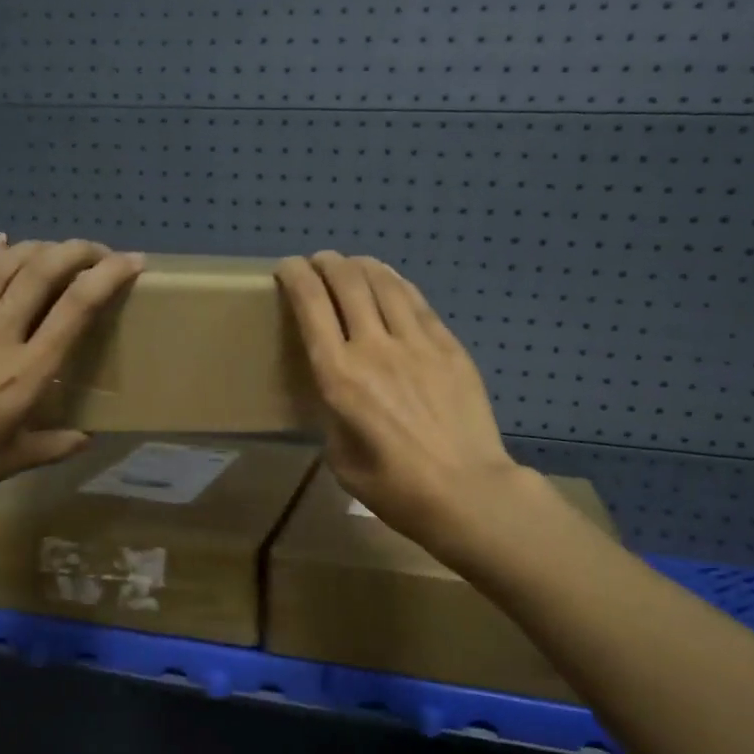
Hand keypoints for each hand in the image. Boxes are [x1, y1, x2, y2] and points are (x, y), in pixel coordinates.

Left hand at [0, 236, 143, 530]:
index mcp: (26, 374)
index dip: (108, 277)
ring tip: (52, 249)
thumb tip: (85, 438)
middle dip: (75, 251)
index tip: (132, 262)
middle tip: (95, 251)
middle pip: (40, 274)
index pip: (76, 308)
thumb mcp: (12, 463)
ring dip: (32, 249)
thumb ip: (54, 445)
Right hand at [275, 252, 526, 554]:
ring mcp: (416, 342)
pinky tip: (390, 283)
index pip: (310, 306)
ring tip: (351, 265)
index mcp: (338, 377)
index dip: (295, 277)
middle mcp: (373, 347)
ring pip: (383, 283)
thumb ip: (333, 415)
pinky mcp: (448, 345)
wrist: (466, 490)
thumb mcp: (340, 459)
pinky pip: (417, 301)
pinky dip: (395, 284)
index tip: (287, 269)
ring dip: (361, 266)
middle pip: (346, 282)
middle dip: (326, 263)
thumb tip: (341, 396)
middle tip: (318, 263)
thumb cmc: (395, 488)